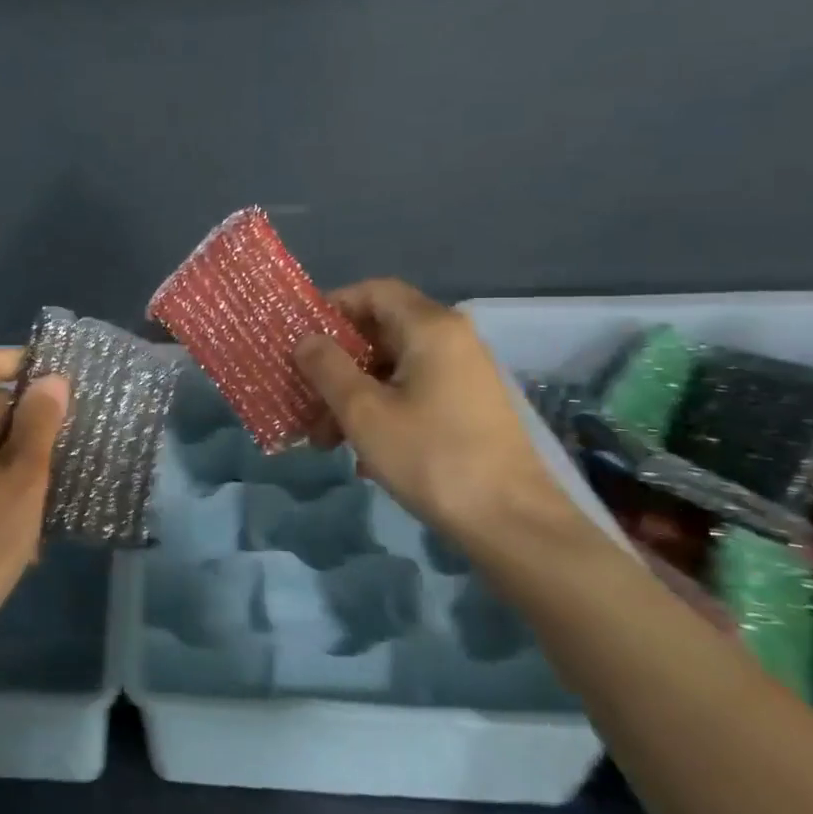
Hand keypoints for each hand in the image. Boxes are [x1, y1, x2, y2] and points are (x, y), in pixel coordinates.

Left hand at [0, 349, 68, 658]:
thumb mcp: (23, 477)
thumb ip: (39, 422)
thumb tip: (51, 379)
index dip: (19, 360)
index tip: (58, 378)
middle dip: (27, 416)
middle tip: (69, 439)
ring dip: (18, 455)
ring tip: (56, 486)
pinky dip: (0, 483)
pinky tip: (28, 524)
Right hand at [295, 279, 574, 547]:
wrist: (511, 522)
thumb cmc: (430, 456)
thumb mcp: (362, 411)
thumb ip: (327, 367)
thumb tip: (306, 340)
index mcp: (430, 328)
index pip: (373, 291)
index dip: (332, 307)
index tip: (301, 339)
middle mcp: (452, 340)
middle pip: (380, 332)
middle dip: (337, 364)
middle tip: (305, 396)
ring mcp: (464, 374)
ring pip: (393, 368)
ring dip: (353, 395)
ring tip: (326, 439)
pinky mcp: (468, 407)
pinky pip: (412, 392)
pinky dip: (381, 410)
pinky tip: (362, 454)